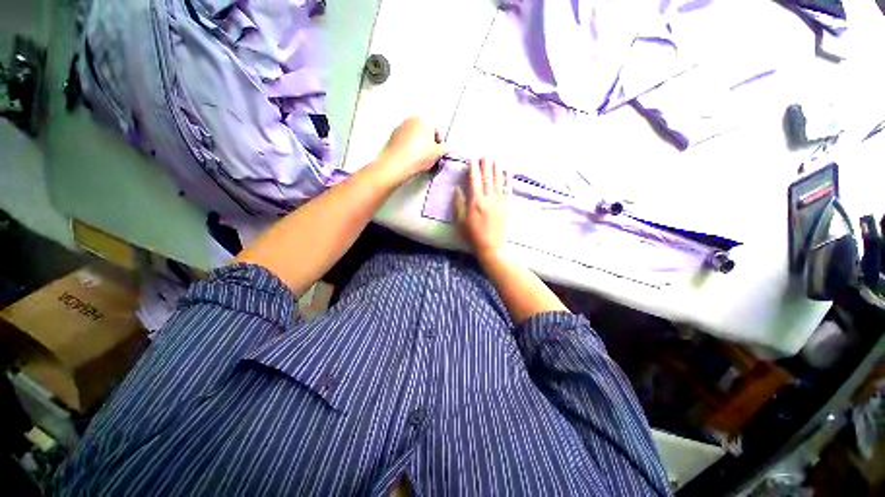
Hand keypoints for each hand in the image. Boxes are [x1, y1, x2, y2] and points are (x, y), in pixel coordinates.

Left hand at [376, 117, 446, 179]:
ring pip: (414, 138)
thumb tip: (444, 150)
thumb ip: (444, 149)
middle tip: (430, 156)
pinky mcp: (392, 139)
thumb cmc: (417, 156)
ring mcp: (399, 129)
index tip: (439, 152)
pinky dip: (409, 150)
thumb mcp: (438, 153)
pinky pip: (404, 144)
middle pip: (424, 133)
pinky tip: (411, 160)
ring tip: (420, 160)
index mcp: (422, 120)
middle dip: (428, 144)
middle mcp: (409, 121)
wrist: (397, 165)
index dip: (439, 144)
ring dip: (418, 147)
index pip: (436, 131)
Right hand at [455, 158, 509, 260]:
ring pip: (498, 181)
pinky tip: (507, 171)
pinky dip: (507, 179)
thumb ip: (459, 204)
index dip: (473, 169)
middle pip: (487, 178)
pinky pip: (508, 189)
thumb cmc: (472, 235)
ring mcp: (499, 202)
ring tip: (495, 159)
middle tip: (485, 154)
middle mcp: (489, 199)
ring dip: (496, 169)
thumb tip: (458, 188)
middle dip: (486, 165)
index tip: (473, 159)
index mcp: (476, 202)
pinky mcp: (506, 206)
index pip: (474, 181)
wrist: (491, 246)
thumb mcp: (460, 221)